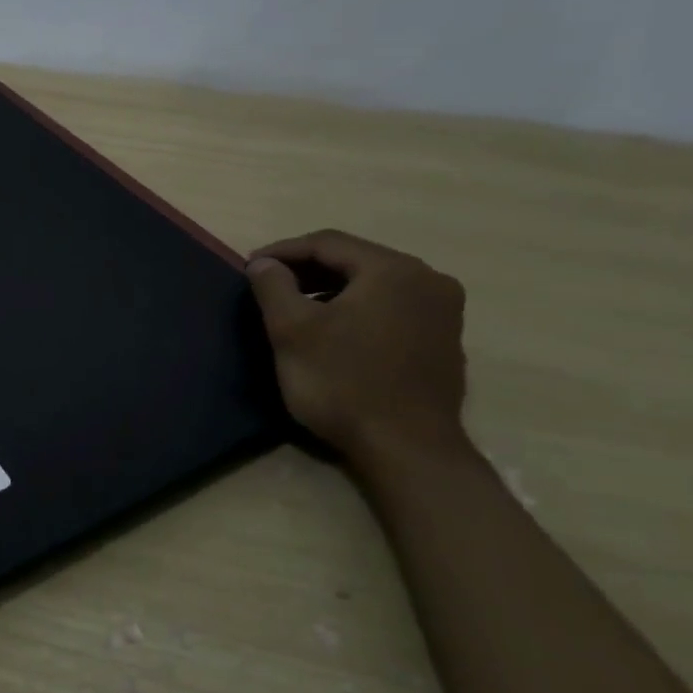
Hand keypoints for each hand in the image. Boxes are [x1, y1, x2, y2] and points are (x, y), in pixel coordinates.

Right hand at [245, 230, 468, 462]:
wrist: (406, 448)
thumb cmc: (343, 383)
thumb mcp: (292, 331)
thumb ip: (273, 287)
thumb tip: (263, 262)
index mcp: (393, 270)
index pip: (328, 243)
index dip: (283, 251)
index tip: (248, 267)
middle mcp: (428, 280)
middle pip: (355, 260)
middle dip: (307, 270)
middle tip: (268, 286)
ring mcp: (443, 312)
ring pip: (374, 285)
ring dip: (330, 290)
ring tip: (294, 308)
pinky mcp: (443, 341)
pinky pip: (391, 308)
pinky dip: (357, 310)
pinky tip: (333, 332)